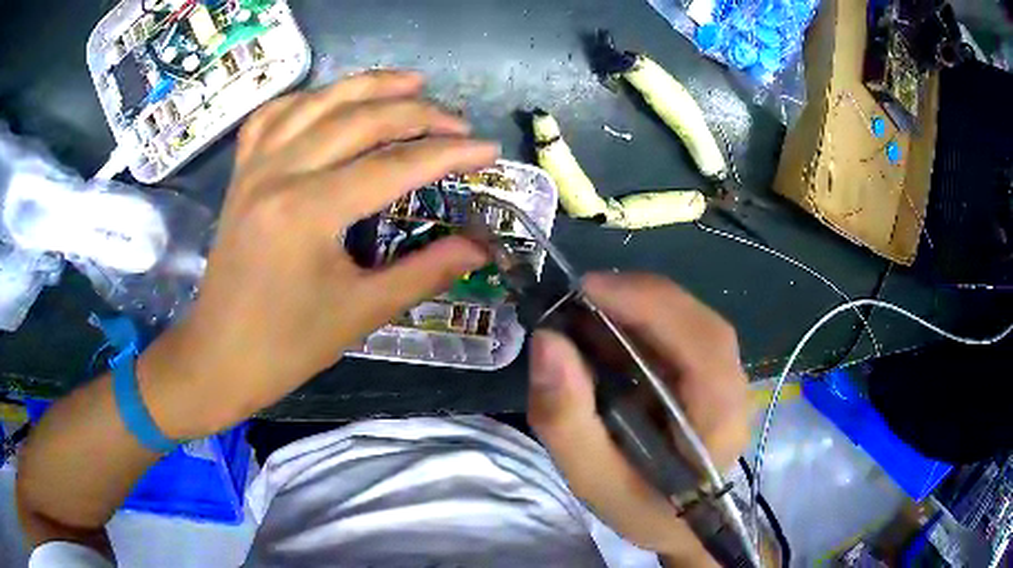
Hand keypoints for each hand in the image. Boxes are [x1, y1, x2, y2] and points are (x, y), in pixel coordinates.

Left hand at [141, 70, 497, 438]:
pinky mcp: (241, 173)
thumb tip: (479, 247)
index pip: (394, 165)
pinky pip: (273, 116)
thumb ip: (425, 271)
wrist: (219, 357)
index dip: (448, 154)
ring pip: (318, 102)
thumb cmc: (288, 345)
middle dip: (418, 113)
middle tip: (458, 121)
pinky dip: (307, 98)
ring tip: (412, 82)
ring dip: (369, 86)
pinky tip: (331, 99)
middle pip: (359, 120)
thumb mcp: (361, 312)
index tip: (488, 149)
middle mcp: (279, 173)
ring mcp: (254, 167)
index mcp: (308, 212)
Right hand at [527, 272, 749, 564]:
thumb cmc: (646, 511)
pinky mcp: (707, 373)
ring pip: (686, 318)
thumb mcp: (595, 481)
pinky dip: (638, 323)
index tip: (586, 290)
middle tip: (575, 298)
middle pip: (694, 319)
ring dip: (634, 307)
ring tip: (584, 314)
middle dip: (634, 298)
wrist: (684, 527)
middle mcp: (733, 384)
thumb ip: (568, 421)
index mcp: (720, 416)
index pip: (702, 340)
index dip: (648, 304)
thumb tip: (547, 341)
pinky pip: (677, 332)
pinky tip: (606, 335)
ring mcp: (724, 375)